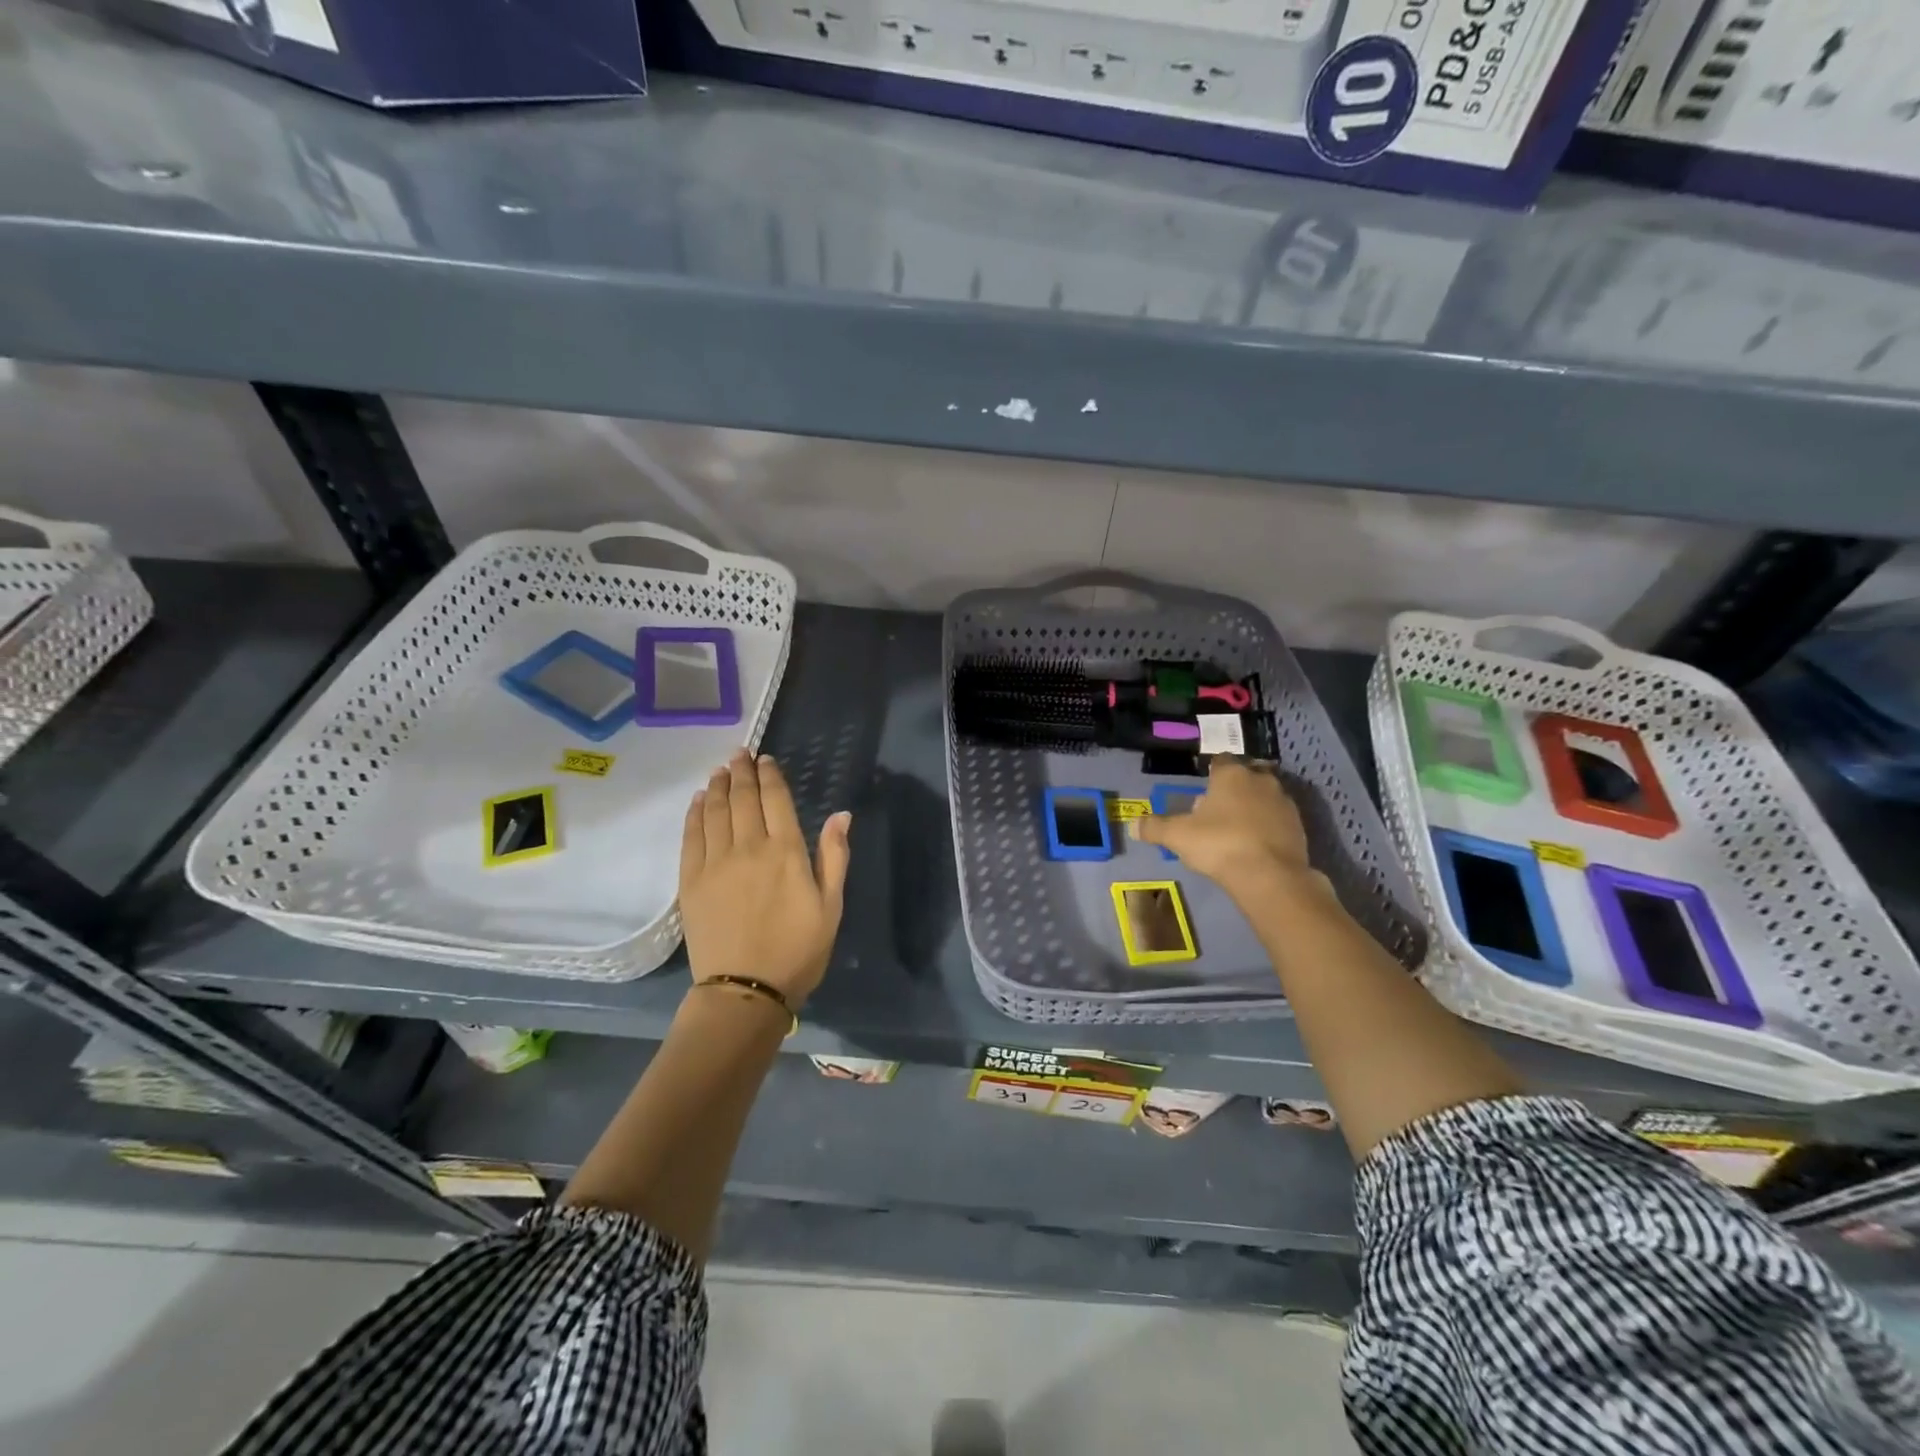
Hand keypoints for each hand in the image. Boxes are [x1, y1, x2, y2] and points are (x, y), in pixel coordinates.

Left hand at [679, 750, 851, 1007]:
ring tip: (719, 770)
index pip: (775, 799)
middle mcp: (748, 847)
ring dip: (716, 786)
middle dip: (741, 772)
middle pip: (741, 798)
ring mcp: (715, 862)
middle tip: (739, 753)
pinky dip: (694, 813)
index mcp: (786, 851)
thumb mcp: (831, 906)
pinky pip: (691, 836)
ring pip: (713, 811)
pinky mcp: (690, 881)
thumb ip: (834, 856)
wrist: (745, 991)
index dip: (770, 775)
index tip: (765, 759)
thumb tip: (841, 815)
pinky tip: (697, 801)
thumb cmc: (798, 950)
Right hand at [1135, 758, 1313, 901]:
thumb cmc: (1219, 844)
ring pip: (1264, 798)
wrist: (1270, 876)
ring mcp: (1285, 803)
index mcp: (1232, 775)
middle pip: (1245, 778)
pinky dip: (1268, 828)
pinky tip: (1255, 846)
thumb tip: (1133, 825)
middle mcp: (1261, 781)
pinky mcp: (1300, 827)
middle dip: (1233, 791)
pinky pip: (1278, 821)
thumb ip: (1155, 828)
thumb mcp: (1177, 836)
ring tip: (1236, 831)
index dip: (1211, 773)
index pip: (1220, 761)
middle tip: (1216, 813)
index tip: (1203, 788)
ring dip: (1253, 809)